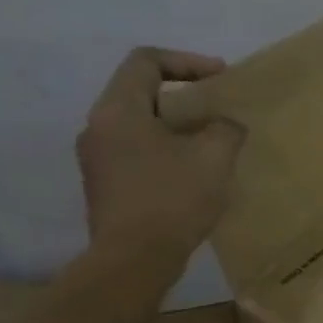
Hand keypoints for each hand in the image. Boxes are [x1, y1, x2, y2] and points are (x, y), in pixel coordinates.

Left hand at [75, 47, 243, 261]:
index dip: (187, 61)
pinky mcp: (105, 185)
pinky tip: (194, 170)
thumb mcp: (215, 155)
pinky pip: (136, 150)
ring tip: (211, 139)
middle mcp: (98, 128)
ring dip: (176, 124)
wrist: (134, 261)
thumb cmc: (172, 198)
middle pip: (140, 91)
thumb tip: (224, 125)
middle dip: (184, 94)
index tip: (220, 78)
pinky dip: (166, 148)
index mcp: (118, 110)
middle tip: (219, 107)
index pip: (146, 61)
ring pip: (139, 123)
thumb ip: (225, 127)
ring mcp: (97, 159)